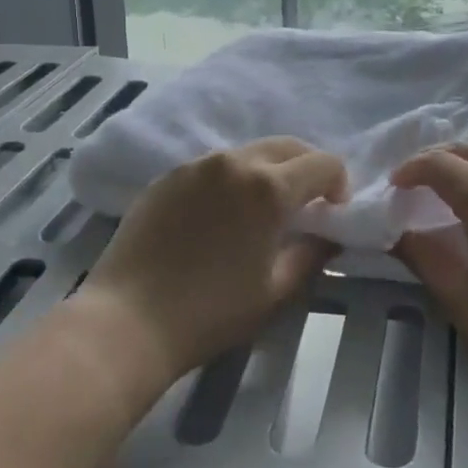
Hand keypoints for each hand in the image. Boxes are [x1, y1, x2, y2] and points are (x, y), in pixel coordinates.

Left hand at [80, 138, 347, 388]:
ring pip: (248, 153)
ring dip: (268, 172)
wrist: (127, 321)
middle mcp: (234, 162)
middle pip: (288, 146)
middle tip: (306, 205)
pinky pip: (213, 167)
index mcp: (269, 187)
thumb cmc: (211, 312)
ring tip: (260, 210)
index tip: (332, 213)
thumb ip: (312, 255)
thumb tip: (327, 236)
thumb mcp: (276, 291)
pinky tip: (219, 216)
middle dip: (307, 168)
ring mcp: (196, 166)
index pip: (323, 163)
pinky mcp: (167, 177)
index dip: (339, 184)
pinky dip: (231, 180)